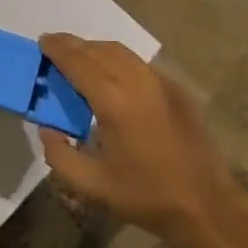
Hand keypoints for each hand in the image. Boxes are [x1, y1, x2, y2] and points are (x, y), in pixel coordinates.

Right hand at [39, 34, 244, 243]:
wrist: (204, 205)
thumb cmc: (144, 195)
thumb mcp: (91, 185)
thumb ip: (59, 154)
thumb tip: (46, 127)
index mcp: (113, 100)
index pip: (77, 61)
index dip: (57, 49)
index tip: (42, 42)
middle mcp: (136, 81)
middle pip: (98, 49)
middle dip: (73, 45)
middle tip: (55, 48)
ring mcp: (160, 81)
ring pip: (120, 51)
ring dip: (95, 49)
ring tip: (80, 58)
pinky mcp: (176, 89)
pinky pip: (139, 63)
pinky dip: (118, 59)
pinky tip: (113, 74)